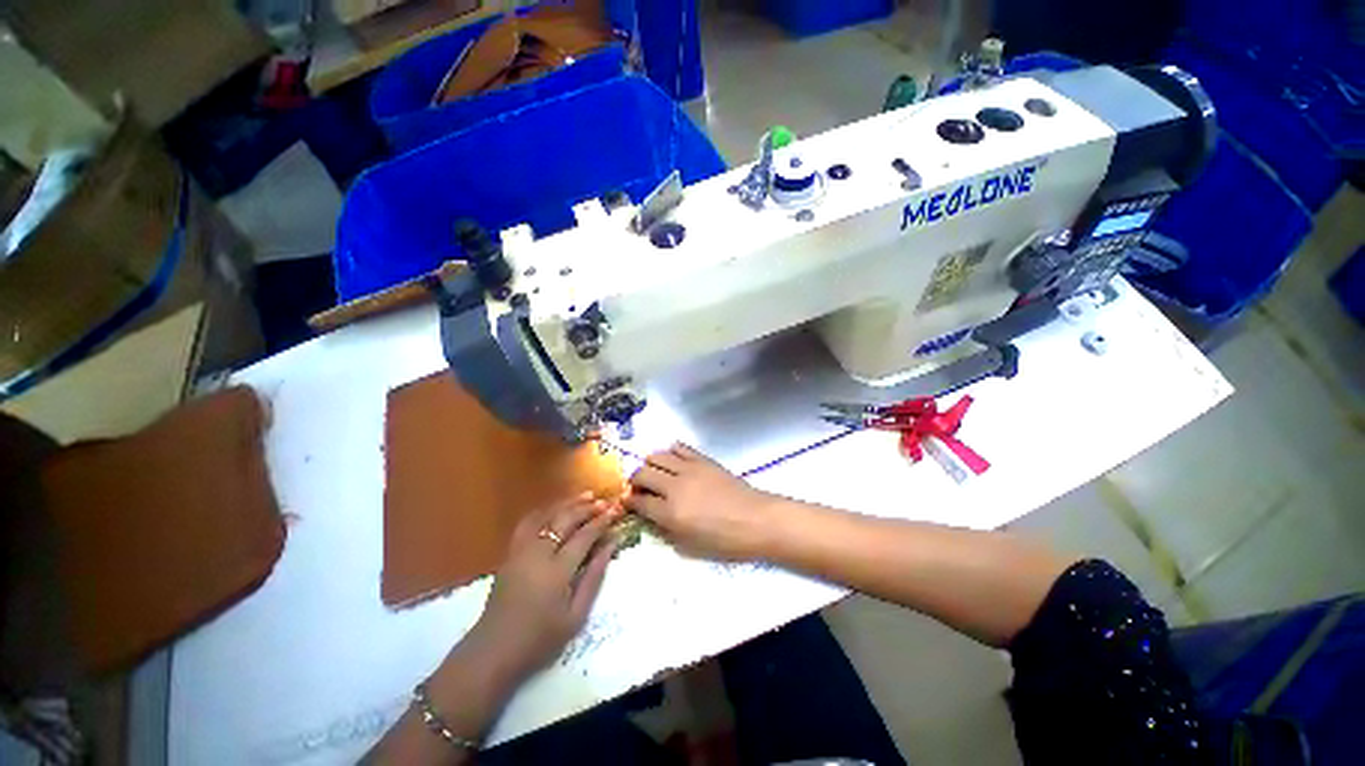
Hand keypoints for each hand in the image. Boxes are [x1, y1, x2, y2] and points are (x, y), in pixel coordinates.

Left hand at [463, 494, 619, 680]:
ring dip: (568, 503)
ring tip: (586, 496)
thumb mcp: (576, 616)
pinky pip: (528, 522)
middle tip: (604, 502)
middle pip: (565, 520)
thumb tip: (610, 545)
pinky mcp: (510, 553)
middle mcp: (538, 554)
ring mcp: (521, 551)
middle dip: (587, 508)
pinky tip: (556, 508)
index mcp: (557, 571)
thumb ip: (594, 577)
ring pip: (547, 516)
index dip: (601, 521)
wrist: (493, 651)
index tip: (616, 511)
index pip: (584, 536)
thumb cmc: (540, 640)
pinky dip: (545, 510)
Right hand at [625, 443, 776, 560]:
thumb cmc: (725, 541)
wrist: (756, 520)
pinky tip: (674, 461)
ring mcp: (689, 469)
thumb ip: (666, 530)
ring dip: (650, 464)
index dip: (630, 501)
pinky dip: (671, 452)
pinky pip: (679, 447)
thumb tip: (653, 516)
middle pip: (642, 474)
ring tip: (655, 473)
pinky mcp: (702, 459)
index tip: (628, 501)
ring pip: (657, 456)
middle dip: (635, 481)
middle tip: (640, 488)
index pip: (639, 502)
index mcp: (671, 513)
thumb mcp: (690, 547)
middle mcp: (675, 487)